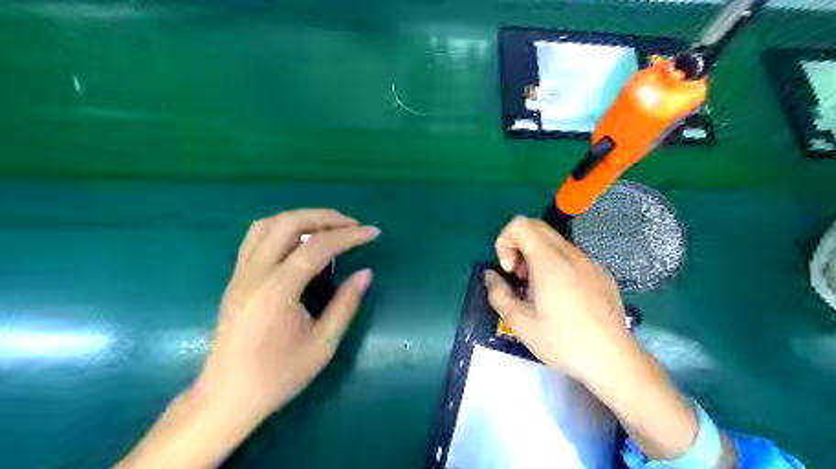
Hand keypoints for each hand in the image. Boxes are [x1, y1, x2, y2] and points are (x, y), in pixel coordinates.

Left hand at [195, 208, 379, 417]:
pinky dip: (283, 227)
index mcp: (277, 291)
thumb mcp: (322, 345)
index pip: (316, 247)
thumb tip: (366, 274)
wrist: (226, 398)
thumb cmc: (277, 376)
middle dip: (325, 217)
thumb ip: (346, 304)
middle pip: (288, 223)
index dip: (348, 236)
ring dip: (302, 217)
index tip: (373, 233)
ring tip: (330, 227)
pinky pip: (256, 237)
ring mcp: (240, 274)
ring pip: (268, 224)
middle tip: (353, 225)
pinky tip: (301, 239)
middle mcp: (254, 274)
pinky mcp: (235, 278)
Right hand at [485, 217, 634, 382]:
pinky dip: (557, 265)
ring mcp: (590, 262)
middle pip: (537, 227)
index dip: (505, 241)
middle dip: (519, 247)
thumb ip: (497, 293)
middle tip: (520, 278)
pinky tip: (562, 297)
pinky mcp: (601, 273)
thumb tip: (490, 276)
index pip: (520, 224)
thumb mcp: (520, 322)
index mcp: (549, 261)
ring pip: (554, 242)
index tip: (509, 271)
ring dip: (537, 256)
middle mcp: (571, 254)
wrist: (613, 360)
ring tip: (539, 290)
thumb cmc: (563, 341)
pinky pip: (572, 257)